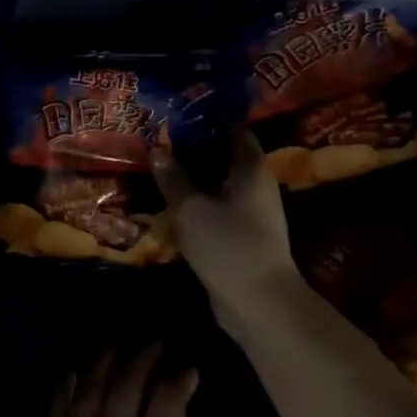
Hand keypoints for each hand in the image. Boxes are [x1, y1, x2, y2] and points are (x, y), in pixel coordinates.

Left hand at [0, 347, 236, 416]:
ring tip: (116, 346)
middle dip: (144, 359)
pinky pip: (58, 408)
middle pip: (129, 384)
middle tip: (153, 345)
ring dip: (106, 362)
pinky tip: (73, 372)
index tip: (188, 369)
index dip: (179, 379)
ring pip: (92, 388)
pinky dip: (69, 385)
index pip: (168, 401)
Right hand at [153, 132, 296, 321]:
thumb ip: (174, 180)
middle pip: (228, 159)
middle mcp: (257, 187)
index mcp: (251, 170)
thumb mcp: (192, 209)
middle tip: (164, 142)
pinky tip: (175, 207)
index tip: (183, 114)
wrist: (258, 302)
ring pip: (221, 187)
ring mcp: (253, 215)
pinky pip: (219, 211)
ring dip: (197, 180)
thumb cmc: (228, 245)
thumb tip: (158, 150)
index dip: (212, 120)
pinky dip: (200, 205)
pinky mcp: (244, 239)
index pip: (236, 132)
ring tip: (164, 172)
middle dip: (199, 150)